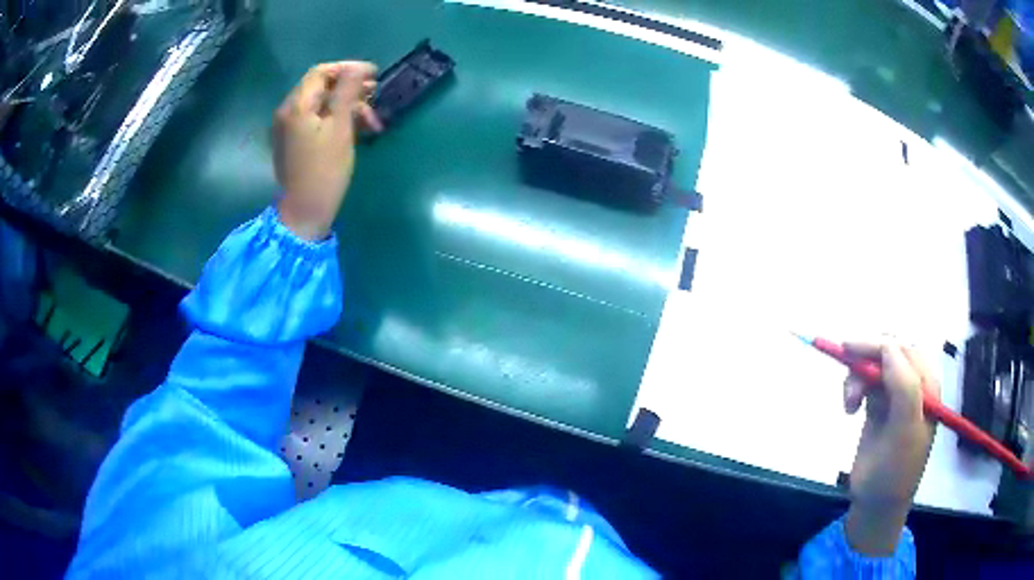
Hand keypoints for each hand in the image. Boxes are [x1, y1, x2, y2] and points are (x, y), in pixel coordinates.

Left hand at [273, 62, 382, 240]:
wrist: (304, 212)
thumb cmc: (325, 170)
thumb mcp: (340, 127)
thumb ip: (347, 92)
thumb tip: (357, 68)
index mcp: (296, 106)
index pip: (321, 72)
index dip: (348, 69)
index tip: (374, 75)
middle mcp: (287, 111)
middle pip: (320, 87)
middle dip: (350, 89)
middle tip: (376, 96)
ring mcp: (288, 127)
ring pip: (320, 103)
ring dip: (347, 106)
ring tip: (372, 121)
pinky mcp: (293, 141)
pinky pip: (315, 118)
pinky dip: (335, 118)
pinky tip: (355, 129)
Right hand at [842, 340, 938, 555]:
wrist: (876, 506)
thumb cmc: (894, 471)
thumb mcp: (905, 431)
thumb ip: (904, 386)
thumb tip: (887, 345)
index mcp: (927, 387)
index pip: (904, 350)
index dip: (878, 344)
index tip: (847, 348)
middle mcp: (914, 386)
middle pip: (888, 354)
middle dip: (865, 361)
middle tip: (845, 374)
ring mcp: (896, 396)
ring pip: (874, 366)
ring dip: (857, 378)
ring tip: (847, 405)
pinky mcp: (879, 408)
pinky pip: (866, 383)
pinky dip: (854, 388)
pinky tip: (849, 408)